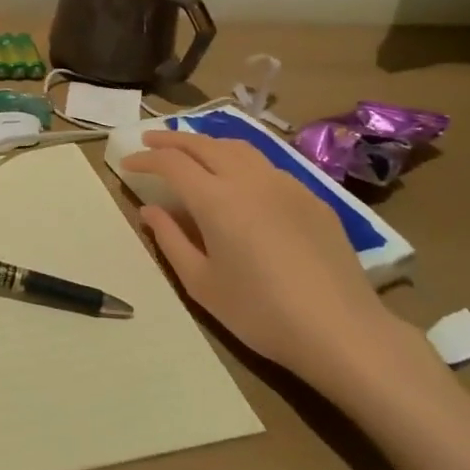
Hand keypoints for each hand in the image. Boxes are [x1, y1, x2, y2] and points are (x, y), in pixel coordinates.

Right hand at [120, 131, 423, 395]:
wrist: (342, 331)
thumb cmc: (261, 313)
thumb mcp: (202, 284)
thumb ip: (170, 240)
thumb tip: (150, 209)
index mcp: (216, 199)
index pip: (171, 162)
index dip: (146, 158)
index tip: (128, 163)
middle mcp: (249, 179)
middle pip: (203, 143)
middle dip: (172, 139)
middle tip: (150, 140)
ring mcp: (284, 183)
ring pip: (238, 147)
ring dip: (207, 143)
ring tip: (192, 152)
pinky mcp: (311, 197)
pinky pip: (267, 166)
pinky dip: (240, 161)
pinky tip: (240, 181)